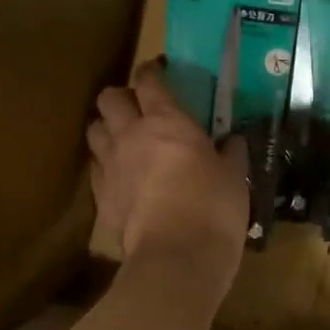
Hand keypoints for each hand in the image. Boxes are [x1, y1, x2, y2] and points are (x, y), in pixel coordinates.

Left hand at [88, 60, 249, 292]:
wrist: (176, 258)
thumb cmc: (213, 208)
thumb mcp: (234, 177)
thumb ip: (231, 153)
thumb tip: (233, 140)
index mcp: (167, 121)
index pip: (149, 81)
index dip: (152, 72)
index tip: (160, 72)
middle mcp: (131, 135)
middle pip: (109, 98)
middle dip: (121, 97)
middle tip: (138, 107)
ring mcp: (111, 166)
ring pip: (94, 130)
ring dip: (106, 128)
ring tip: (123, 139)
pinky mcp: (101, 198)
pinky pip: (96, 168)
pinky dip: (105, 165)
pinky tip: (121, 176)